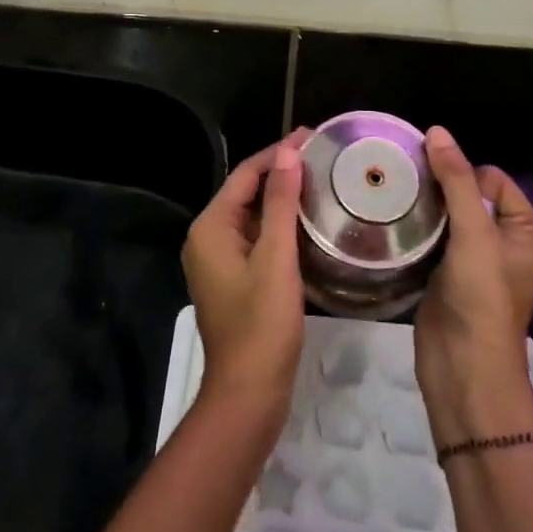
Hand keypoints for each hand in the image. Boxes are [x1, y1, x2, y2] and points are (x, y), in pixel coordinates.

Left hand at [181, 130, 310, 428]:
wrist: (248, 395)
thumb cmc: (262, 324)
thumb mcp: (275, 258)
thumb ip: (280, 203)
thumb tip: (288, 152)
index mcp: (210, 227)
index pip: (246, 174)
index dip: (278, 152)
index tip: (313, 136)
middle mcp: (208, 238)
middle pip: (247, 192)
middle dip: (282, 172)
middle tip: (324, 157)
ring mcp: (219, 261)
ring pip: (253, 217)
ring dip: (283, 199)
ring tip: (322, 181)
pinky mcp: (234, 280)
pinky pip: (257, 240)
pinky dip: (280, 226)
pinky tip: (309, 222)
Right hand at [414, 126, 532, 446]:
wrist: (463, 368)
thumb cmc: (481, 297)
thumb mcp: (474, 233)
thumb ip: (455, 181)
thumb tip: (436, 131)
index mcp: (526, 229)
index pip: (492, 178)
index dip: (462, 172)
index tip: (427, 173)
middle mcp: (504, 241)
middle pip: (468, 194)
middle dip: (439, 185)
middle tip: (403, 180)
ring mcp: (474, 260)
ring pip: (447, 215)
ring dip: (424, 206)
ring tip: (393, 195)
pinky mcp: (447, 274)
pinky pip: (433, 237)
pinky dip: (416, 228)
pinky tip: (392, 220)